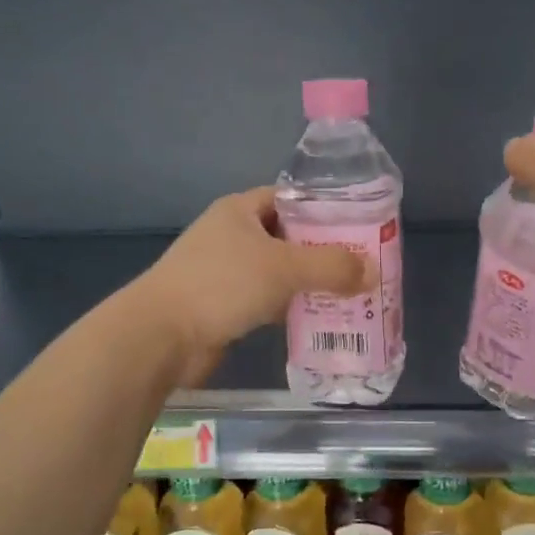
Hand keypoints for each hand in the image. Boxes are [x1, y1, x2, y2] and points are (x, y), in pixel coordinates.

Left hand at [133, 187, 370, 384]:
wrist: (162, 335)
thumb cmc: (222, 284)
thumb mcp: (284, 267)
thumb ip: (331, 266)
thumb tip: (372, 272)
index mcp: (240, 210)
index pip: (290, 199)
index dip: (324, 209)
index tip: (358, 226)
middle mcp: (231, 235)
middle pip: (288, 236)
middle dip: (322, 251)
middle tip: (361, 265)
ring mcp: (225, 271)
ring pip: (278, 271)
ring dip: (308, 282)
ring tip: (350, 292)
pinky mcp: (223, 305)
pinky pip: (266, 300)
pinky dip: (290, 307)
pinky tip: (318, 318)